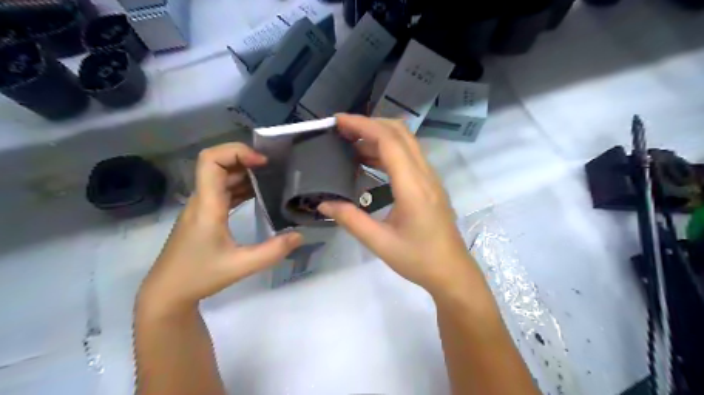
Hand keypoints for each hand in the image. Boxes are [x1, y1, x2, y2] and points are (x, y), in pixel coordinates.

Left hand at [137, 143, 302, 316]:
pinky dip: (240, 186)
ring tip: (270, 178)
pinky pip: (223, 190)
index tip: (262, 162)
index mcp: (207, 205)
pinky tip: (258, 194)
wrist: (167, 292)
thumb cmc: (199, 276)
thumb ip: (273, 251)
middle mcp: (202, 199)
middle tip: (273, 168)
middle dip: (245, 159)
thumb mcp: (240, 266)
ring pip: (221, 176)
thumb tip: (299, 236)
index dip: (236, 152)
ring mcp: (201, 206)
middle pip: (217, 163)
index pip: (211, 161)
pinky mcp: (204, 214)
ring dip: (244, 172)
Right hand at [321, 114, 478, 296]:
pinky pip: (409, 156)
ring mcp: (430, 178)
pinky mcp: (430, 184)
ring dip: (379, 136)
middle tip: (342, 130)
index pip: (389, 141)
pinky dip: (387, 150)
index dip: (363, 125)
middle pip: (400, 133)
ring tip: (350, 144)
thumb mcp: (380, 243)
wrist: (452, 272)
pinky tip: (369, 161)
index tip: (338, 121)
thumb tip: (323, 204)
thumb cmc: (418, 259)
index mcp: (413, 186)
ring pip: (406, 142)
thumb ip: (350, 220)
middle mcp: (425, 175)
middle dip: (370, 124)